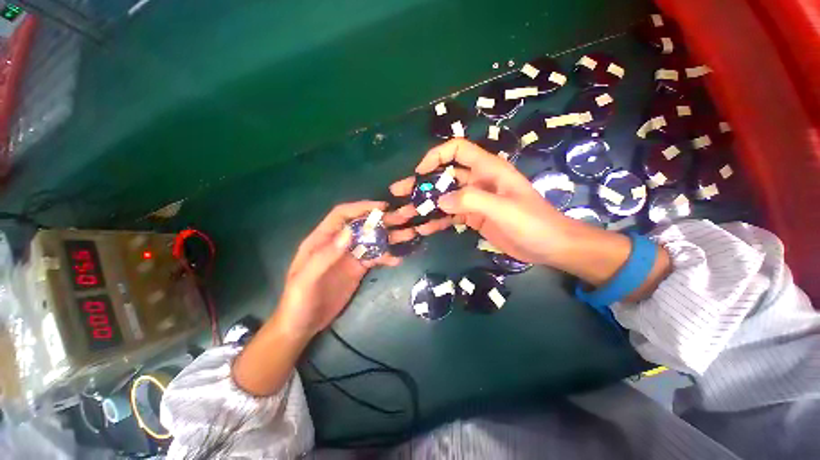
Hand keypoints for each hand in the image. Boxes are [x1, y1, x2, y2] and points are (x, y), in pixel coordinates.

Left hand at [234, 201, 400, 395]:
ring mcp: (350, 256)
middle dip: (383, 220)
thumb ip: (326, 255)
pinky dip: (387, 256)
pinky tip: (398, 259)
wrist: (302, 325)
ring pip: (372, 240)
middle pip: (362, 225)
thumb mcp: (306, 280)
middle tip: (404, 217)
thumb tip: (350, 231)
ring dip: (390, 236)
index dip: (361, 207)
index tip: (382, 207)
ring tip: (409, 235)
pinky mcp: (358, 269)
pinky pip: (375, 258)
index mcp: (322, 239)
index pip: (342, 215)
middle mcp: (338, 243)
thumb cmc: (298, 301)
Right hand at [386, 139, 669, 291]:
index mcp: (488, 169)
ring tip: (405, 214)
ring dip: (425, 204)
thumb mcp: (503, 209)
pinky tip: (423, 229)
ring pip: (444, 197)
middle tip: (399, 193)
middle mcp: (478, 181)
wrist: (549, 246)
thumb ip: (471, 201)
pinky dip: (436, 220)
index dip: (436, 156)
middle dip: (421, 183)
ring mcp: (474, 200)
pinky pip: (450, 215)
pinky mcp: (473, 217)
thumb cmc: (532, 222)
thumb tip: (439, 200)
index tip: (420, 173)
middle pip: (444, 176)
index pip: (457, 150)